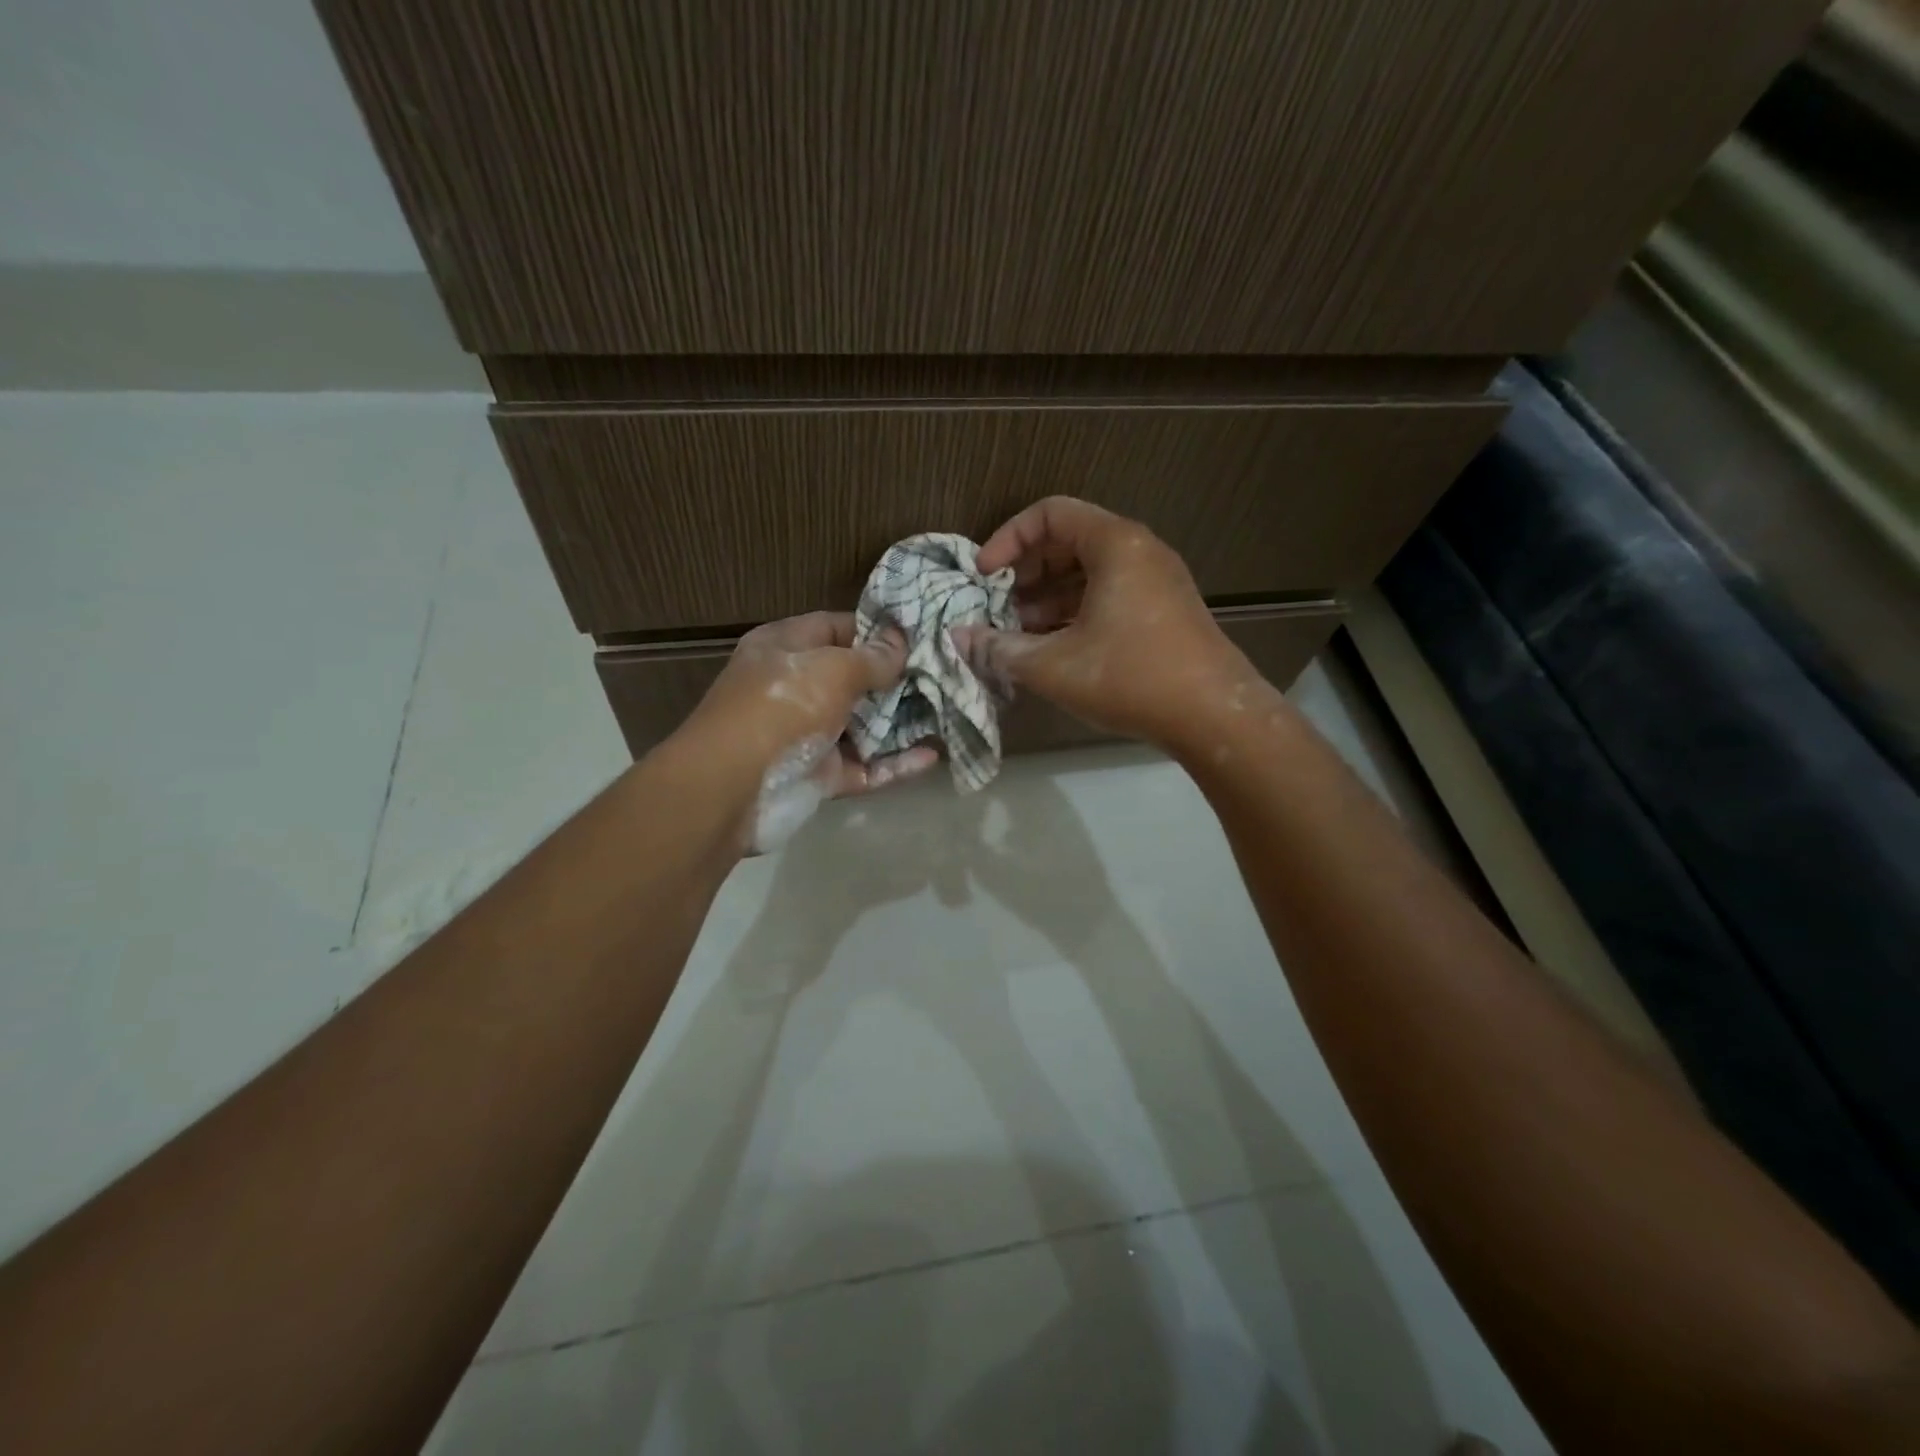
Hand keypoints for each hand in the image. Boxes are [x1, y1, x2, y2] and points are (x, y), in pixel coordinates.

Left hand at [679, 611, 938, 800]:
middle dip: (897, 678)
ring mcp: (809, 735)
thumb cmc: (781, 707)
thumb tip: (901, 642)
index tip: (921, 635)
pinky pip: (866, 767)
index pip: (836, 628)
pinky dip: (896, 764)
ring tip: (949, 712)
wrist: (733, 788)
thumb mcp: (831, 669)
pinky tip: (933, 756)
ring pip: (863, 726)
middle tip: (946, 674)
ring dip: (902, 722)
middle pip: (854, 679)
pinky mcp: (821, 776)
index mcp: (785, 649)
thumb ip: (872, 658)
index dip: (876, 630)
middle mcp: (796, 688)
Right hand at [953, 497, 1255, 751]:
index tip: (983, 575)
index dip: (1008, 539)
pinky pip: (1109, 594)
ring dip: (1048, 597)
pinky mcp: (1164, 610)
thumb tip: (960, 639)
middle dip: (1025, 571)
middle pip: (1069, 539)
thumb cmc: (1130, 679)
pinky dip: (1075, 611)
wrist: (1215, 718)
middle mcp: (1139, 551)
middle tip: (998, 606)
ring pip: (1089, 571)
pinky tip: (1053, 648)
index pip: (1050, 513)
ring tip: (1018, 634)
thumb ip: (1000, 648)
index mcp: (1115, 545)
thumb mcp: (1053, 666)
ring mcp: (1156, 581)